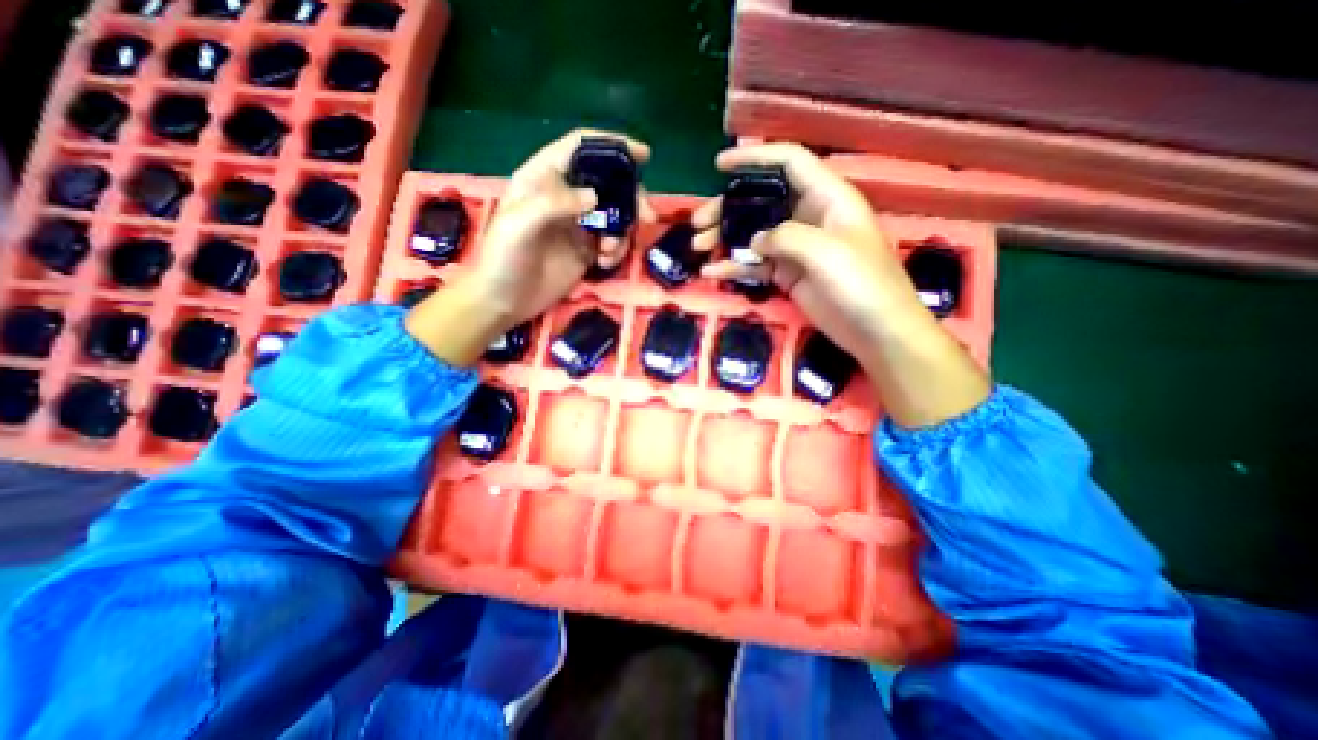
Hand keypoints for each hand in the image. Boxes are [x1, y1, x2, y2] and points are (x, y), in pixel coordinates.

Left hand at [411, 131, 652, 366]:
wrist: (504, 301)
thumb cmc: (503, 259)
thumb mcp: (519, 225)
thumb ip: (554, 203)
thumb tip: (596, 196)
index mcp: (543, 178)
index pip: (580, 148)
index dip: (612, 145)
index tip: (644, 155)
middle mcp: (564, 197)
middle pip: (607, 183)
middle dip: (631, 197)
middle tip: (647, 217)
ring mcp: (577, 225)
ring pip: (614, 214)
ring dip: (623, 230)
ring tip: (610, 251)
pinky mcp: (585, 250)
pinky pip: (612, 241)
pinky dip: (616, 250)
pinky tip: (605, 263)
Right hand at [692, 143, 988, 428]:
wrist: (876, 332)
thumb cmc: (862, 284)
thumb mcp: (825, 252)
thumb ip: (785, 237)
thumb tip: (754, 241)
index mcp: (827, 198)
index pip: (789, 162)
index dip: (754, 158)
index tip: (720, 165)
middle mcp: (809, 218)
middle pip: (762, 201)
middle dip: (727, 208)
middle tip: (698, 223)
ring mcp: (797, 249)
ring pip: (754, 234)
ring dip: (725, 238)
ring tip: (699, 248)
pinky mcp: (788, 275)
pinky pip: (756, 265)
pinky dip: (734, 267)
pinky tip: (713, 272)